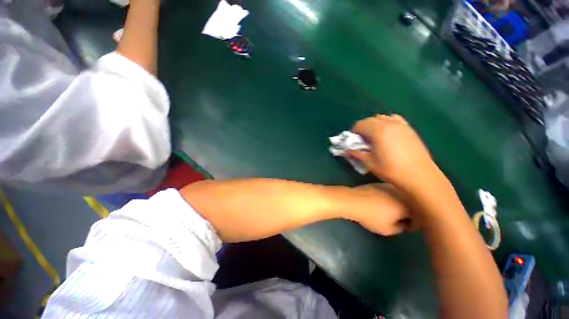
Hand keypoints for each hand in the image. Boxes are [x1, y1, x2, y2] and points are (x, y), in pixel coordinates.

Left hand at [339, 183, 411, 235]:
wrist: (354, 200)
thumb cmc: (371, 216)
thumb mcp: (388, 230)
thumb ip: (401, 228)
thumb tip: (406, 224)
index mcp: (408, 205)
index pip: (419, 216)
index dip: (415, 224)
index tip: (408, 228)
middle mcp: (402, 193)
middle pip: (411, 204)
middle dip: (408, 213)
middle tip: (400, 220)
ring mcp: (390, 186)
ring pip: (401, 196)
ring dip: (399, 203)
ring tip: (390, 211)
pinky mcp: (380, 183)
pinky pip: (391, 191)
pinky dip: (390, 197)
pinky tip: (382, 202)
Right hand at [348, 115, 442, 194]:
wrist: (419, 175)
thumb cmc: (391, 170)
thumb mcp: (369, 163)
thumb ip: (356, 154)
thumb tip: (346, 150)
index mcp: (378, 131)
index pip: (360, 124)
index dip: (354, 132)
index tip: (353, 141)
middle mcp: (389, 123)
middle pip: (370, 119)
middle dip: (362, 128)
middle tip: (362, 140)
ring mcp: (401, 124)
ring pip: (382, 117)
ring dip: (374, 124)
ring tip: (374, 136)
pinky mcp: (409, 128)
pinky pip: (394, 119)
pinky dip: (387, 122)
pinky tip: (387, 133)